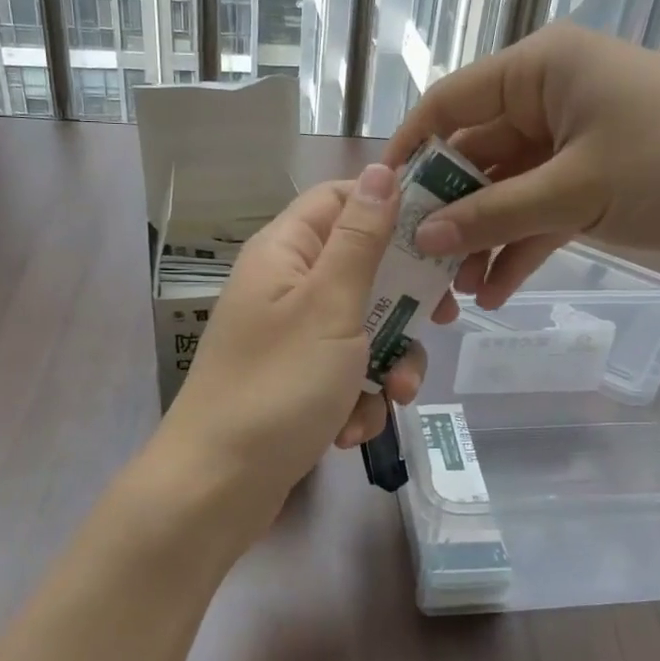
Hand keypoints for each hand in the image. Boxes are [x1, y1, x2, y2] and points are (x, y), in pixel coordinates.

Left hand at [152, 164, 428, 548]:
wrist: (217, 488)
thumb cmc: (278, 385)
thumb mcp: (330, 305)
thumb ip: (361, 239)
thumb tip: (382, 172)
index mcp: (286, 251)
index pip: (342, 198)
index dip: (391, 205)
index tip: (441, 229)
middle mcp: (287, 285)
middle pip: (363, 267)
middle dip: (404, 302)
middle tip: (440, 320)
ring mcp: (293, 336)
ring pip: (364, 326)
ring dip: (388, 362)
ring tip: (393, 397)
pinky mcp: (299, 381)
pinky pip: (347, 372)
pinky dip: (359, 398)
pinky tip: (350, 430)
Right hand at [384, 23, 659, 307]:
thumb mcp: (576, 190)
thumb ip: (494, 213)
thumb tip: (424, 238)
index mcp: (538, 70)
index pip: (450, 104)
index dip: (411, 151)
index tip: (381, 202)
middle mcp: (549, 97)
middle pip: (477, 154)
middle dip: (451, 213)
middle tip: (421, 266)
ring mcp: (574, 139)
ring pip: (509, 189)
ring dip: (485, 239)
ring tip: (459, 295)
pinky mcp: (599, 177)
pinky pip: (544, 209)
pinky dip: (523, 245)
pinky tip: (499, 293)